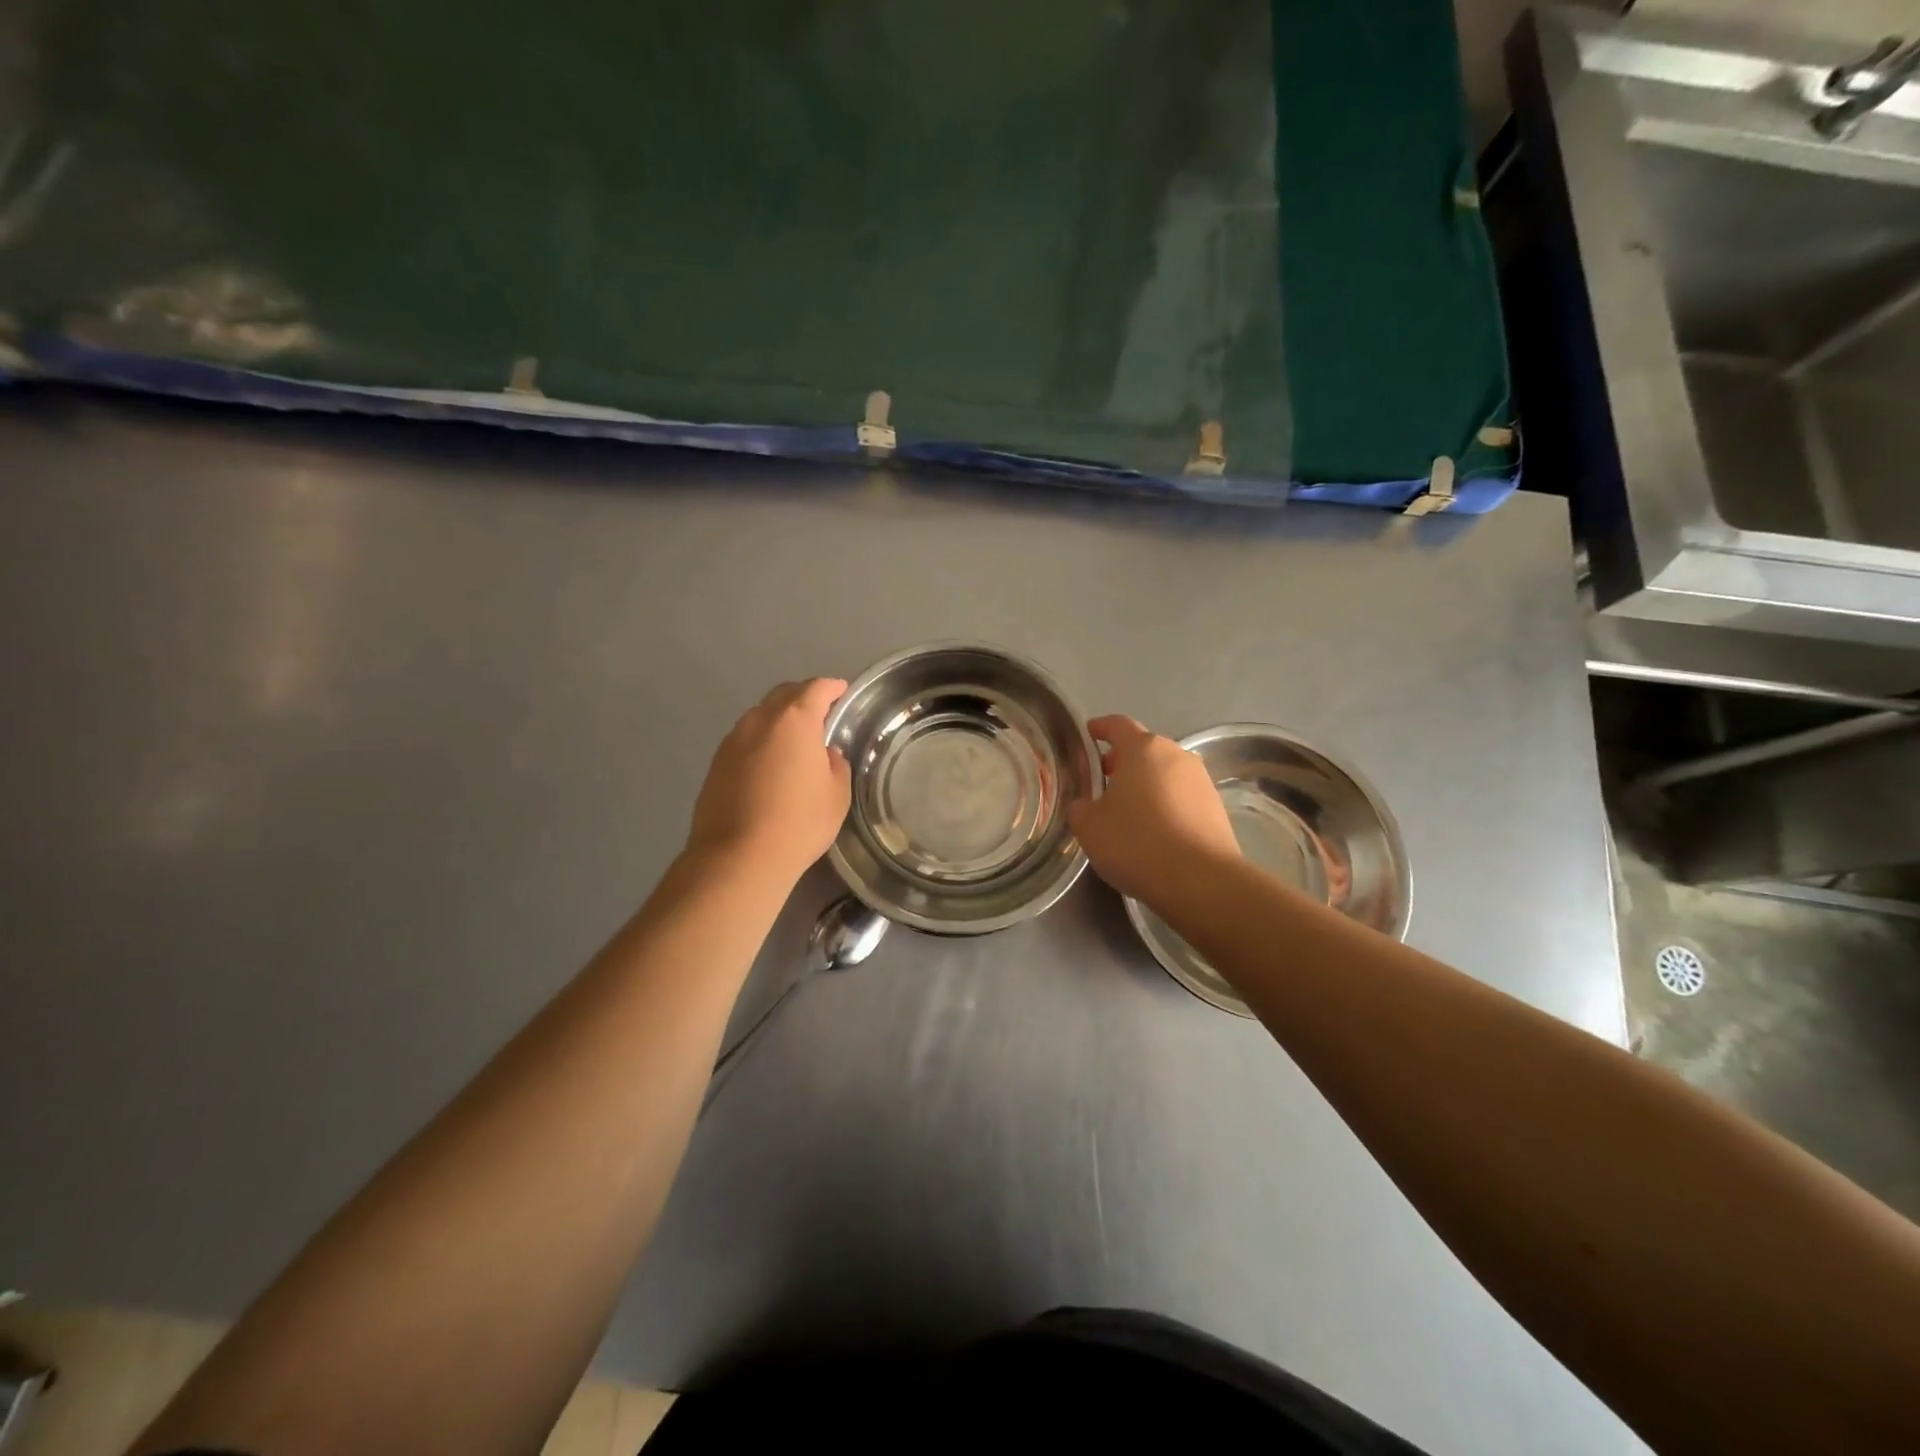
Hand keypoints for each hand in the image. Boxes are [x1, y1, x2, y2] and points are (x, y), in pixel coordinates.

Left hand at [687, 678, 851, 884]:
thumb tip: (825, 754)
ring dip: (779, 720)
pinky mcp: (716, 763)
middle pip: (784, 695)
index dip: (832, 687)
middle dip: (804, 698)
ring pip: (760, 717)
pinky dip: (761, 742)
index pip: (817, 689)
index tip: (842, 692)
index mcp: (795, 720)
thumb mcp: (837, 795)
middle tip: (821, 714)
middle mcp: (760, 720)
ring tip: (794, 742)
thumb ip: (835, 765)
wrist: (738, 857)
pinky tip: (770, 765)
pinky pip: (745, 740)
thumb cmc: (799, 823)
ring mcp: (733, 740)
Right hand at [1067, 715, 1239, 903]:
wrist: (1201, 881)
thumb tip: (1085, 804)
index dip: (1100, 727)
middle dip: (1123, 761)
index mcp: (1142, 748)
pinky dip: (1165, 804)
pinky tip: (1154, 831)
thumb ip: (1080, 807)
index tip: (1089, 733)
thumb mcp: (1089, 826)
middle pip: (1144, 749)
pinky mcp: (1216, 807)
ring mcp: (1201, 781)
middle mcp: (1176, 755)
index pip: (1117, 725)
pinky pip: (1182, 797)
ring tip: (1128, 810)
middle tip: (1103, 780)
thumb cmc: (1136, 842)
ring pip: (1165, 773)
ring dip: (1146, 784)